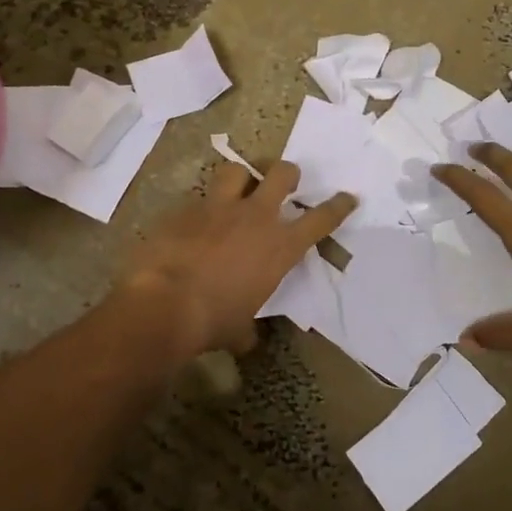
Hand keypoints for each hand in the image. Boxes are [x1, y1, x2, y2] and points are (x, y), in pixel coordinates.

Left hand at [115, 160, 355, 360]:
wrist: (163, 303)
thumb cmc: (213, 321)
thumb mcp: (240, 328)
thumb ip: (248, 327)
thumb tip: (245, 339)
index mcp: (280, 247)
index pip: (321, 219)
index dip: (338, 206)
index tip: (347, 197)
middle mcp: (255, 218)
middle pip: (282, 175)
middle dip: (288, 174)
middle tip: (286, 181)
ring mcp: (219, 208)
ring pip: (238, 171)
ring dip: (242, 178)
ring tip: (239, 187)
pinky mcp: (185, 209)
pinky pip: (198, 199)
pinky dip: (201, 208)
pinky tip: (193, 223)